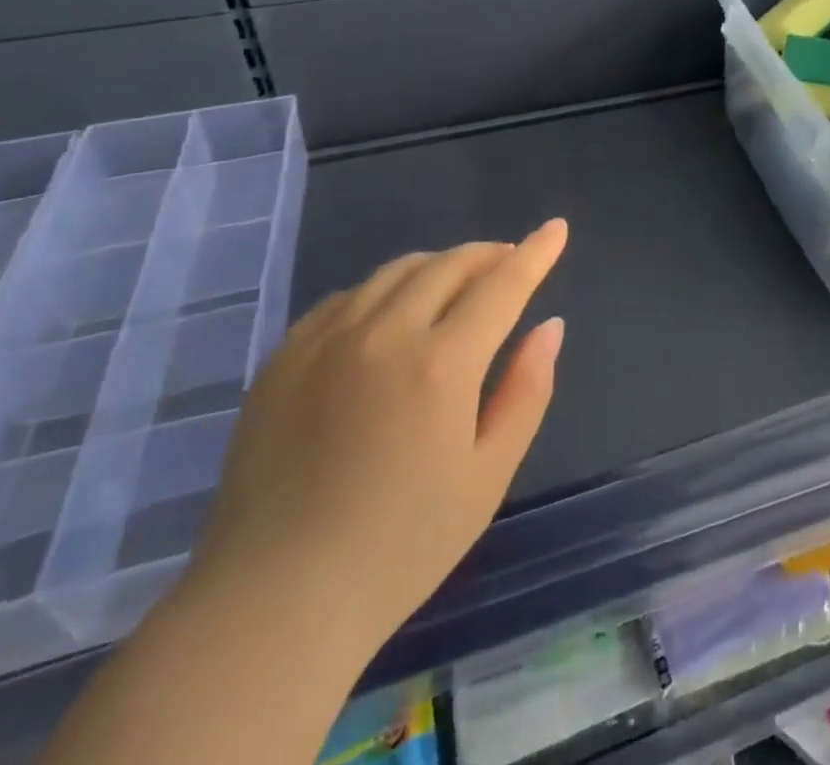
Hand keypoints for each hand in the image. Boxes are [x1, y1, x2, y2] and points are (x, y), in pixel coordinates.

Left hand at [185, 220, 568, 652]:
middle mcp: (385, 333)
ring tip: (457, 285)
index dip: (535, 253)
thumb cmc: (400, 546)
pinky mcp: (285, 356)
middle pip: (450, 265)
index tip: (556, 229)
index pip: (503, 284)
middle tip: (509, 263)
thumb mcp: (488, 475)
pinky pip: (348, 296)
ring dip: (440, 266)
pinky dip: (385, 289)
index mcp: (442, 363)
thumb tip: (550, 327)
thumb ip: (526, 391)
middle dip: (489, 255)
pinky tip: (390, 315)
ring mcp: (327, 339)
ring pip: (397, 271)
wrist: (274, 601)